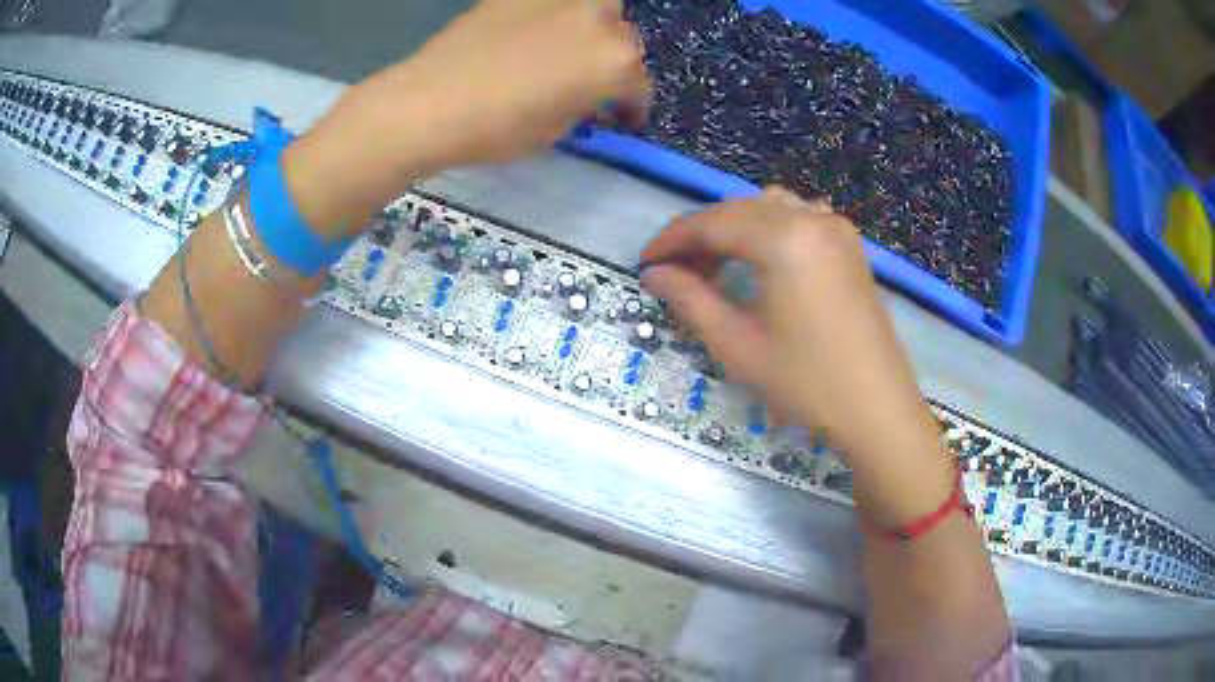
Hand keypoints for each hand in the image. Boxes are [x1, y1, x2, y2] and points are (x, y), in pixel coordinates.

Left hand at [283, 0, 649, 237]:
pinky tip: (532, 34)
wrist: (429, 102)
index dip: (631, 107)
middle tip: (591, 82)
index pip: (638, 85)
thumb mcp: (555, 130)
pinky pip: (552, 3)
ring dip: (592, 28)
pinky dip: (553, 16)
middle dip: (613, 61)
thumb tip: (587, 96)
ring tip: (568, 48)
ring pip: (596, 8)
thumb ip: (583, 105)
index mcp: (615, 62)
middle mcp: (599, 20)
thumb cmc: (497, 128)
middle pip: (623, 38)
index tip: (622, 119)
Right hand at [641, 188, 953, 525]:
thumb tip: (655, 274)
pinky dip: (769, 230)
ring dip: (735, 229)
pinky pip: (799, 219)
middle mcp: (811, 218)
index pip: (712, 223)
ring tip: (715, 267)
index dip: (672, 239)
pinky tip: (762, 260)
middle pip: (740, 210)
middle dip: (701, 235)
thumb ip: (690, 299)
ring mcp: (836, 229)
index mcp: (783, 238)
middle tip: (674, 271)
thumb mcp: (737, 345)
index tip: (645, 261)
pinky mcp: (850, 246)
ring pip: (769, 209)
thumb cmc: (805, 383)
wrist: (877, 410)